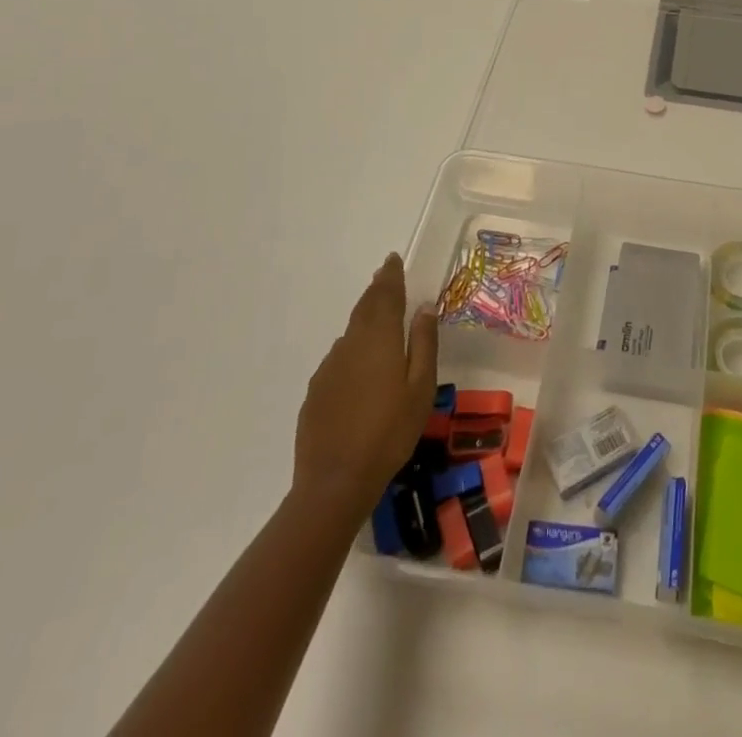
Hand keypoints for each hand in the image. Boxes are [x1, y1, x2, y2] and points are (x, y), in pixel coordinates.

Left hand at [293, 253, 437, 520]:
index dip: (390, 276)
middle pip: (364, 308)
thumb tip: (424, 307)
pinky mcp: (317, 391)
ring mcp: (329, 368)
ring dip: (365, 318)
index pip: (385, 295)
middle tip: (385, 276)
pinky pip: (340, 358)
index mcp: (379, 339)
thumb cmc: (390, 432)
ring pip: (351, 332)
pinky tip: (360, 366)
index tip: (392, 260)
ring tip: (377, 316)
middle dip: (376, 290)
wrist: (335, 481)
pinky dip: (353, 348)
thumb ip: (424, 344)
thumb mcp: (421, 388)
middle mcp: (351, 344)